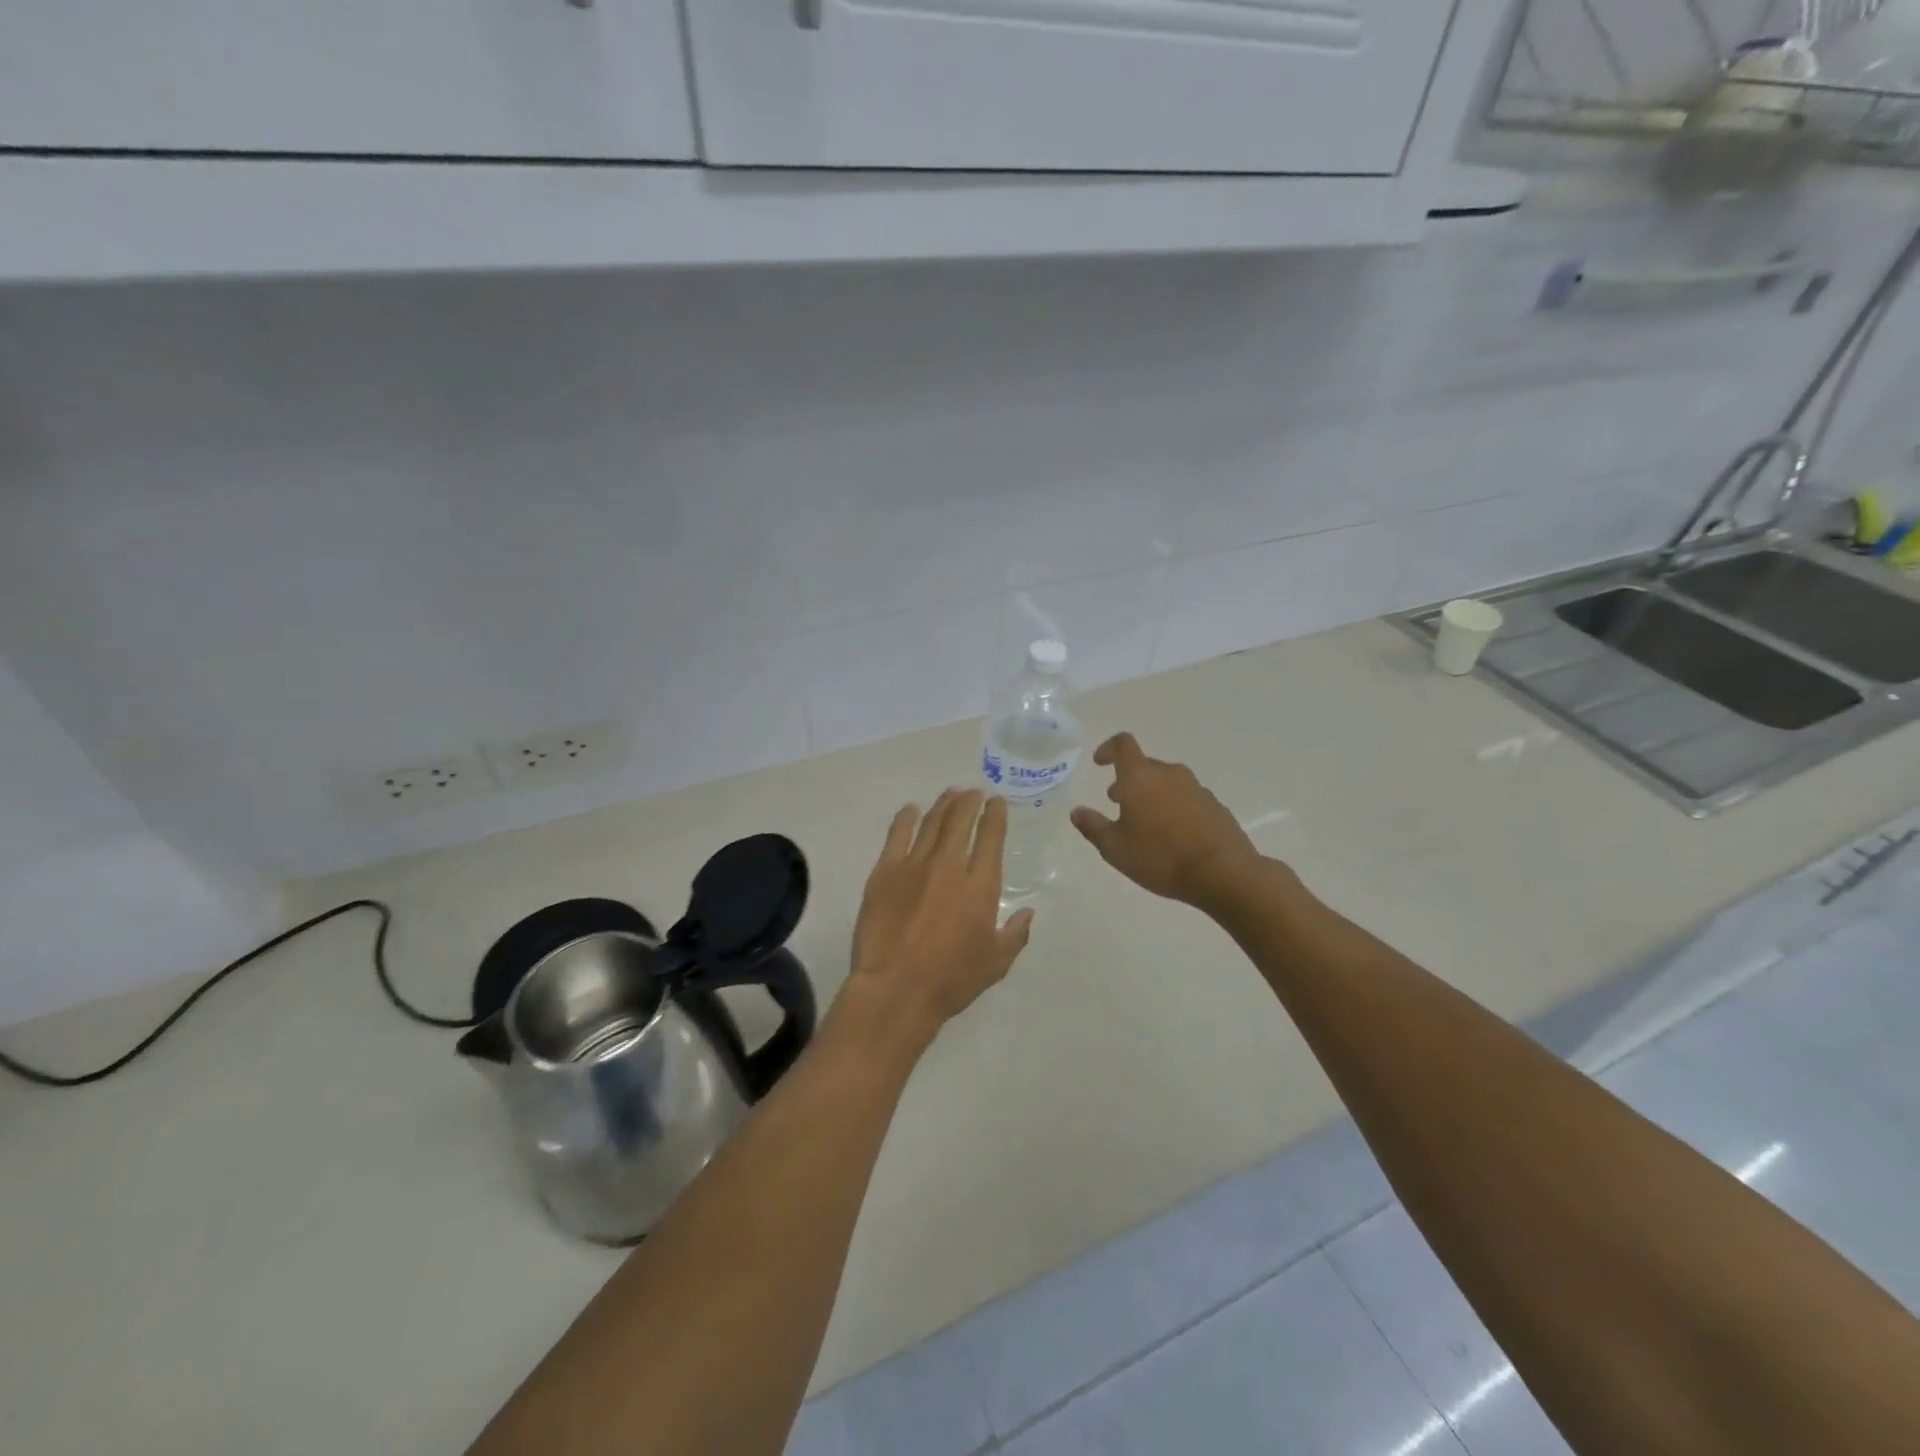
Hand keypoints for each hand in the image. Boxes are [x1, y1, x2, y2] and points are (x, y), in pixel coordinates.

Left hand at [846, 789, 1034, 1047]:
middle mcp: (949, 866)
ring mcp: (914, 865)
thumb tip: (1028, 912)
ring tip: (950, 794)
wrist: (896, 989)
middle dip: (969, 801)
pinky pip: (897, 835)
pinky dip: (906, 818)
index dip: (995, 815)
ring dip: (943, 805)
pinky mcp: (885, 872)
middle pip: (960, 821)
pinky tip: (911, 809)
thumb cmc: (950, 980)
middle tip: (973, 792)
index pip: (991, 837)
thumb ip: (1015, 934)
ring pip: (932, 823)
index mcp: (980, 885)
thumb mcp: (995, 963)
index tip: (996, 802)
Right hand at [1071, 733, 1261, 909]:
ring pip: (1166, 782)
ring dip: (1151, 794)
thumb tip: (1077, 811)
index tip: (1099, 762)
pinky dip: (1173, 807)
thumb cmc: (1160, 857)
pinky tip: (1172, 835)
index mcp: (1140, 777)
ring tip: (1144, 822)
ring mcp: (1195, 788)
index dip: (1108, 748)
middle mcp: (1169, 774)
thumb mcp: (1115, 848)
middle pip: (1145, 766)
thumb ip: (1093, 827)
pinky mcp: (1214, 805)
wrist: (1223, 872)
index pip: (1123, 745)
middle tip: (1117, 802)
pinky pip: (1186, 798)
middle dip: (1128, 780)